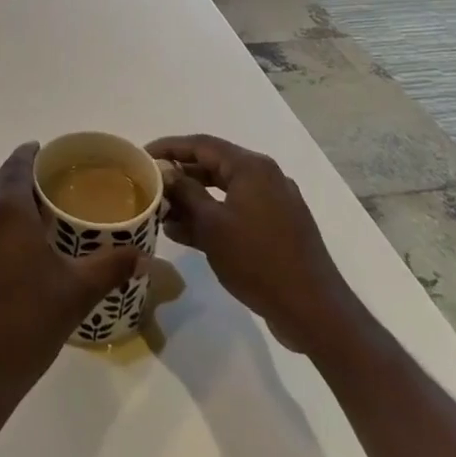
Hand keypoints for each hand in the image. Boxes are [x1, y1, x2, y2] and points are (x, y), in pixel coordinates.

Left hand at [0, 142, 140, 412]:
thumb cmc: (26, 325)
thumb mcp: (77, 294)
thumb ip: (111, 268)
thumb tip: (143, 255)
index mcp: (8, 211)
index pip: (17, 165)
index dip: (31, 154)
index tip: (46, 151)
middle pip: (0, 182)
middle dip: (20, 177)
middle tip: (48, 185)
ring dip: (5, 202)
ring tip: (34, 217)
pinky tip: (12, 252)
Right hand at [146, 134, 351, 354]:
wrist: (314, 312)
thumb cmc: (258, 261)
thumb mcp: (213, 225)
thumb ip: (186, 193)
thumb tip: (166, 172)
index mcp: (251, 167)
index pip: (201, 145)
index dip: (169, 147)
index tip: (142, 155)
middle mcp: (265, 177)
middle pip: (213, 166)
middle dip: (180, 176)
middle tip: (150, 185)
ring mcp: (274, 204)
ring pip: (224, 192)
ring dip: (193, 200)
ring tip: (161, 213)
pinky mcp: (278, 228)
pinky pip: (237, 212)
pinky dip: (212, 218)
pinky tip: (184, 233)